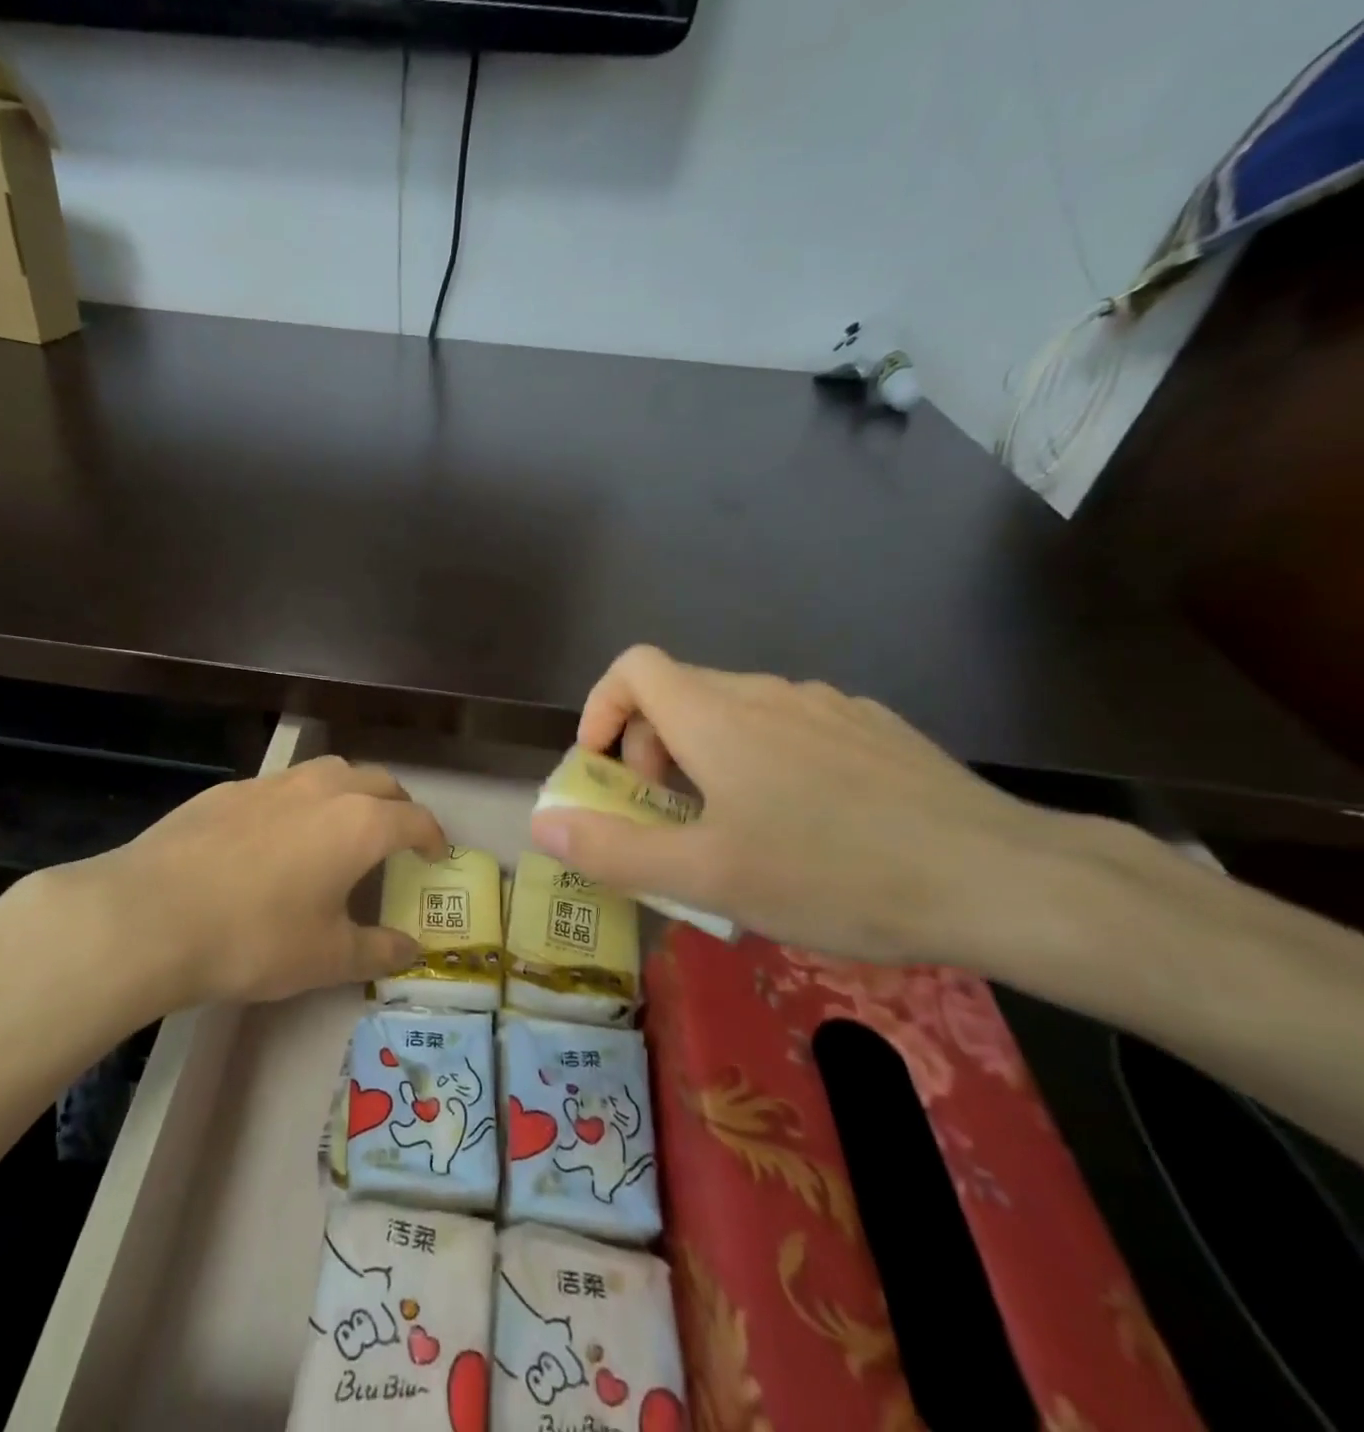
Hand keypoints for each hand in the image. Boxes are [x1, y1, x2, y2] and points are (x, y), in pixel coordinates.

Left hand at [32, 755, 444, 1006]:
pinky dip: (298, 801)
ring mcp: (271, 783)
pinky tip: (274, 836)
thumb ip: (378, 950)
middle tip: (397, 834)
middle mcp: (322, 789)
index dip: (433, 836)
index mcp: (359, 824)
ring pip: (328, 772)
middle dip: (397, 804)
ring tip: (340, 825)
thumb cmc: (256, 938)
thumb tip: (412, 950)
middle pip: (377, 781)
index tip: (437, 853)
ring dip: (349, 791)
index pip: (414, 819)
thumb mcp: (327, 957)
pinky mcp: (228, 789)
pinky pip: (280, 786)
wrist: (153, 915)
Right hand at [530, 645, 1075, 963]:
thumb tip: (544, 826)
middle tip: (665, 817)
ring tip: (730, 829)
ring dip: (705, 758)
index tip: (604, 769)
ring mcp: (826, 706)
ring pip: (735, 712)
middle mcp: (766, 693)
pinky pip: (791, 728)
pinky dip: (762, 760)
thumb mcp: (707, 877)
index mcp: (717, 716)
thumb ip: (613, 850)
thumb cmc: (833, 873)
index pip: (633, 668)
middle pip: (678, 692)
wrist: (1001, 878)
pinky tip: (803, 823)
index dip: (602, 708)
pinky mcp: (871, 728)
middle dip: (650, 748)